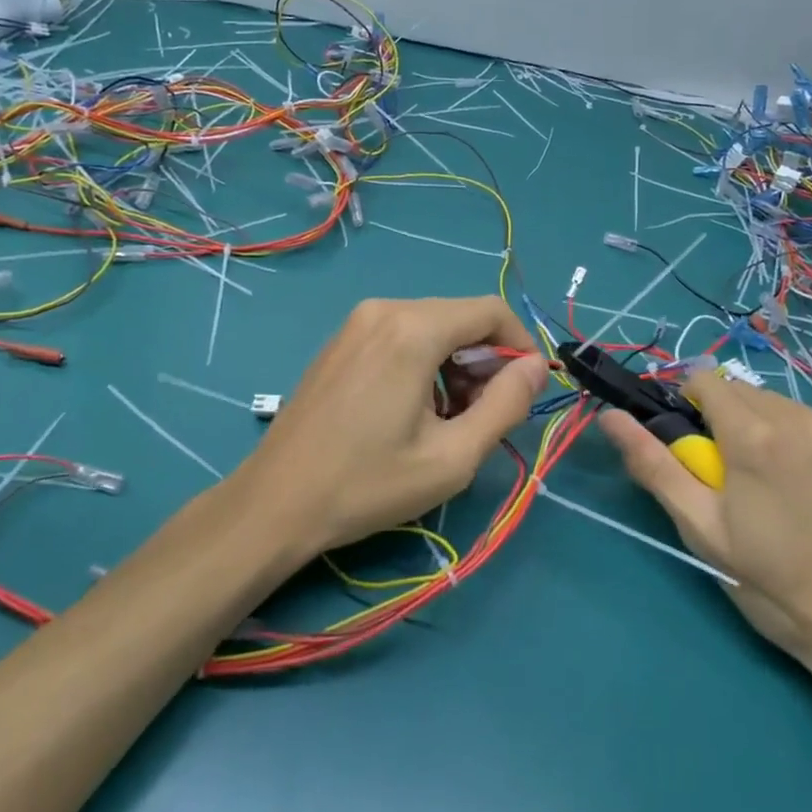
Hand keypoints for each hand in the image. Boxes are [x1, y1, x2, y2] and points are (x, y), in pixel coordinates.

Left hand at [236, 297, 548, 559]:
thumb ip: (506, 405)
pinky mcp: (341, 340)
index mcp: (413, 329)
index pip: (491, 310)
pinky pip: (401, 335)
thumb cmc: (367, 484)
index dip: (521, 345)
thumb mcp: (453, 457)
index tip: (527, 390)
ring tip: (448, 421)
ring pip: (432, 326)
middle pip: (460, 317)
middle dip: (486, 361)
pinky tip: (413, 410)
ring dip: (455, 365)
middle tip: (483, 416)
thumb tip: (536, 366)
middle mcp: (384, 309)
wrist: (275, 502)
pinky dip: (424, 363)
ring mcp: (356, 322)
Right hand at [599, 369, 811, 682]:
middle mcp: (803, 418)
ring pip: (784, 407)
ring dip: (770, 431)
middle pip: (744, 393)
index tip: (697, 448)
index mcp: (755, 436)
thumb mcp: (703, 531)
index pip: (705, 379)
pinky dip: (809, 444)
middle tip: (738, 480)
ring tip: (783, 491)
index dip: (691, 405)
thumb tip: (609, 417)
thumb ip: (654, 465)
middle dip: (729, 422)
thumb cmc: (778, 588)